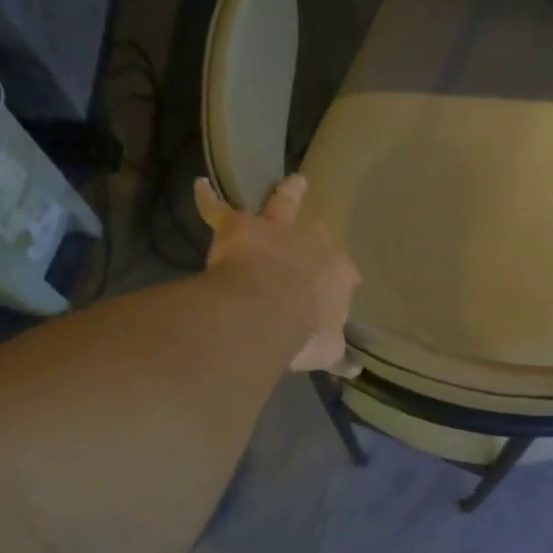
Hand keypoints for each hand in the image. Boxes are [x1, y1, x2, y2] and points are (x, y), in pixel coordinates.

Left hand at [195, 175, 360, 374]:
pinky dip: (207, 199)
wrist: (268, 310)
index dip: (340, 280)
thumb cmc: (304, 332)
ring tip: (294, 182)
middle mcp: (310, 246)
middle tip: (318, 233)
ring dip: (288, 194)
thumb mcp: (327, 350)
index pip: (343, 275)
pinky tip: (199, 186)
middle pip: (317, 235)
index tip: (342, 285)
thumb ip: (338, 355)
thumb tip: (353, 370)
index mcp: (335, 276)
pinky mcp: (239, 227)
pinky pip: (219, 210)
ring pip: (282, 207)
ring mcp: (275, 232)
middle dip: (317, 236)